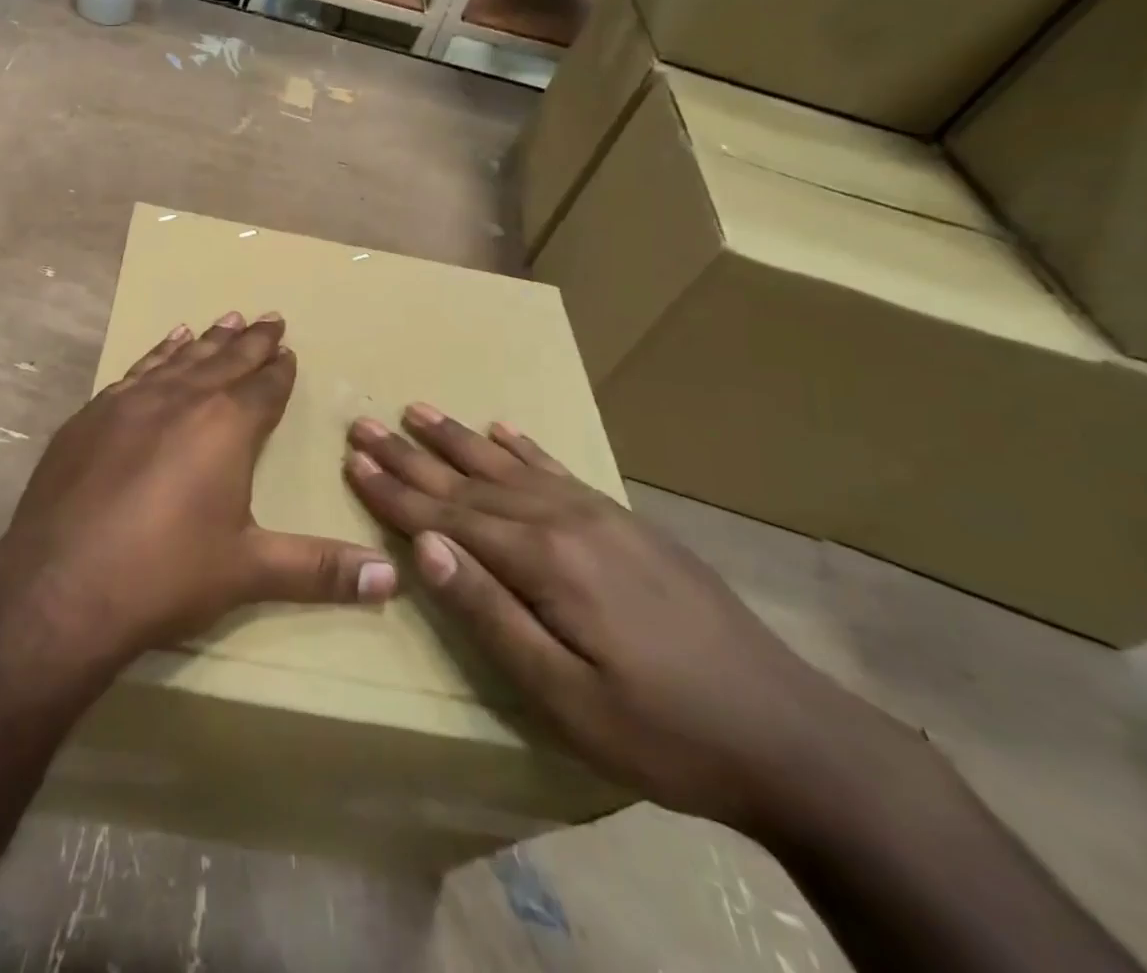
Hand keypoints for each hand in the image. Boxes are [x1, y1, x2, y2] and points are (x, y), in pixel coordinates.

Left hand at [0, 312, 398, 673]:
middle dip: (251, 341)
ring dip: (206, 340)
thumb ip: (320, 569)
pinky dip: (156, 354)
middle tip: (269, 318)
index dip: (280, 369)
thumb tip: (392, 580)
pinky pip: (136, 371)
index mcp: (225, 427)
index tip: (289, 350)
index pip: (264, 387)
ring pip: (180, 358)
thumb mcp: (249, 571)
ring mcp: (130, 402)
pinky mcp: (91, 416)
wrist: (60, 585)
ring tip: (226, 319)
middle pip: (225, 361)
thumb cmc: (165, 574)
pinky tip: (164, 344)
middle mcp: (181, 400)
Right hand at [345, 407, 920, 834]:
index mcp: (542, 561)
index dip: (393, 490)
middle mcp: (563, 520)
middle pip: (468, 480)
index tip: (352, 458)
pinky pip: (559, 470)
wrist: (794, 736)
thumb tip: (425, 548)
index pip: (445, 516)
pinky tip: (503, 428)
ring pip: (508, 464)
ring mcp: (599, 515)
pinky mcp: (626, 522)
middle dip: (410, 453)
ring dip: (456, 438)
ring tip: (416, 410)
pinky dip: (523, 446)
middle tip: (363, 423)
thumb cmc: (664, 731)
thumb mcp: (564, 697)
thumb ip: (489, 614)